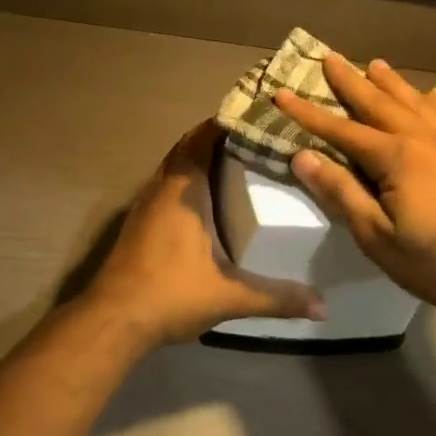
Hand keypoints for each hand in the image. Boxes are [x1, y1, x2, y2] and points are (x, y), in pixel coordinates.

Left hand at [84, 123, 325, 345]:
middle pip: (188, 147)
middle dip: (218, 138)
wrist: (113, 319)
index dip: (227, 122)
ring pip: (174, 166)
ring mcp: (145, 204)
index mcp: (183, 190)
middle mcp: (161, 187)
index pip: (203, 137)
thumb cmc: (170, 295)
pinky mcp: (139, 222)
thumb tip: (322, 306)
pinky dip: (187, 181)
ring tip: (239, 164)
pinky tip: (208, 201)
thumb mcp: (230, 296)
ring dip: (199, 159)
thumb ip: (277, 298)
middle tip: (256, 139)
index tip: (258, 116)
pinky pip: (166, 186)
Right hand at [275, 56, 435, 325]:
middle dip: (350, 81)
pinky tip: (435, 96)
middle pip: (378, 102)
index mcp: (395, 158)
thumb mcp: (378, 238)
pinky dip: (435, 102)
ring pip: (415, 102)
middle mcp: (423, 139)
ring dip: (391, 82)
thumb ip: (342, 193)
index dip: (306, 112)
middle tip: (329, 57)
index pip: (339, 129)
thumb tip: (302, 156)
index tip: (280, 93)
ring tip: (375, 64)